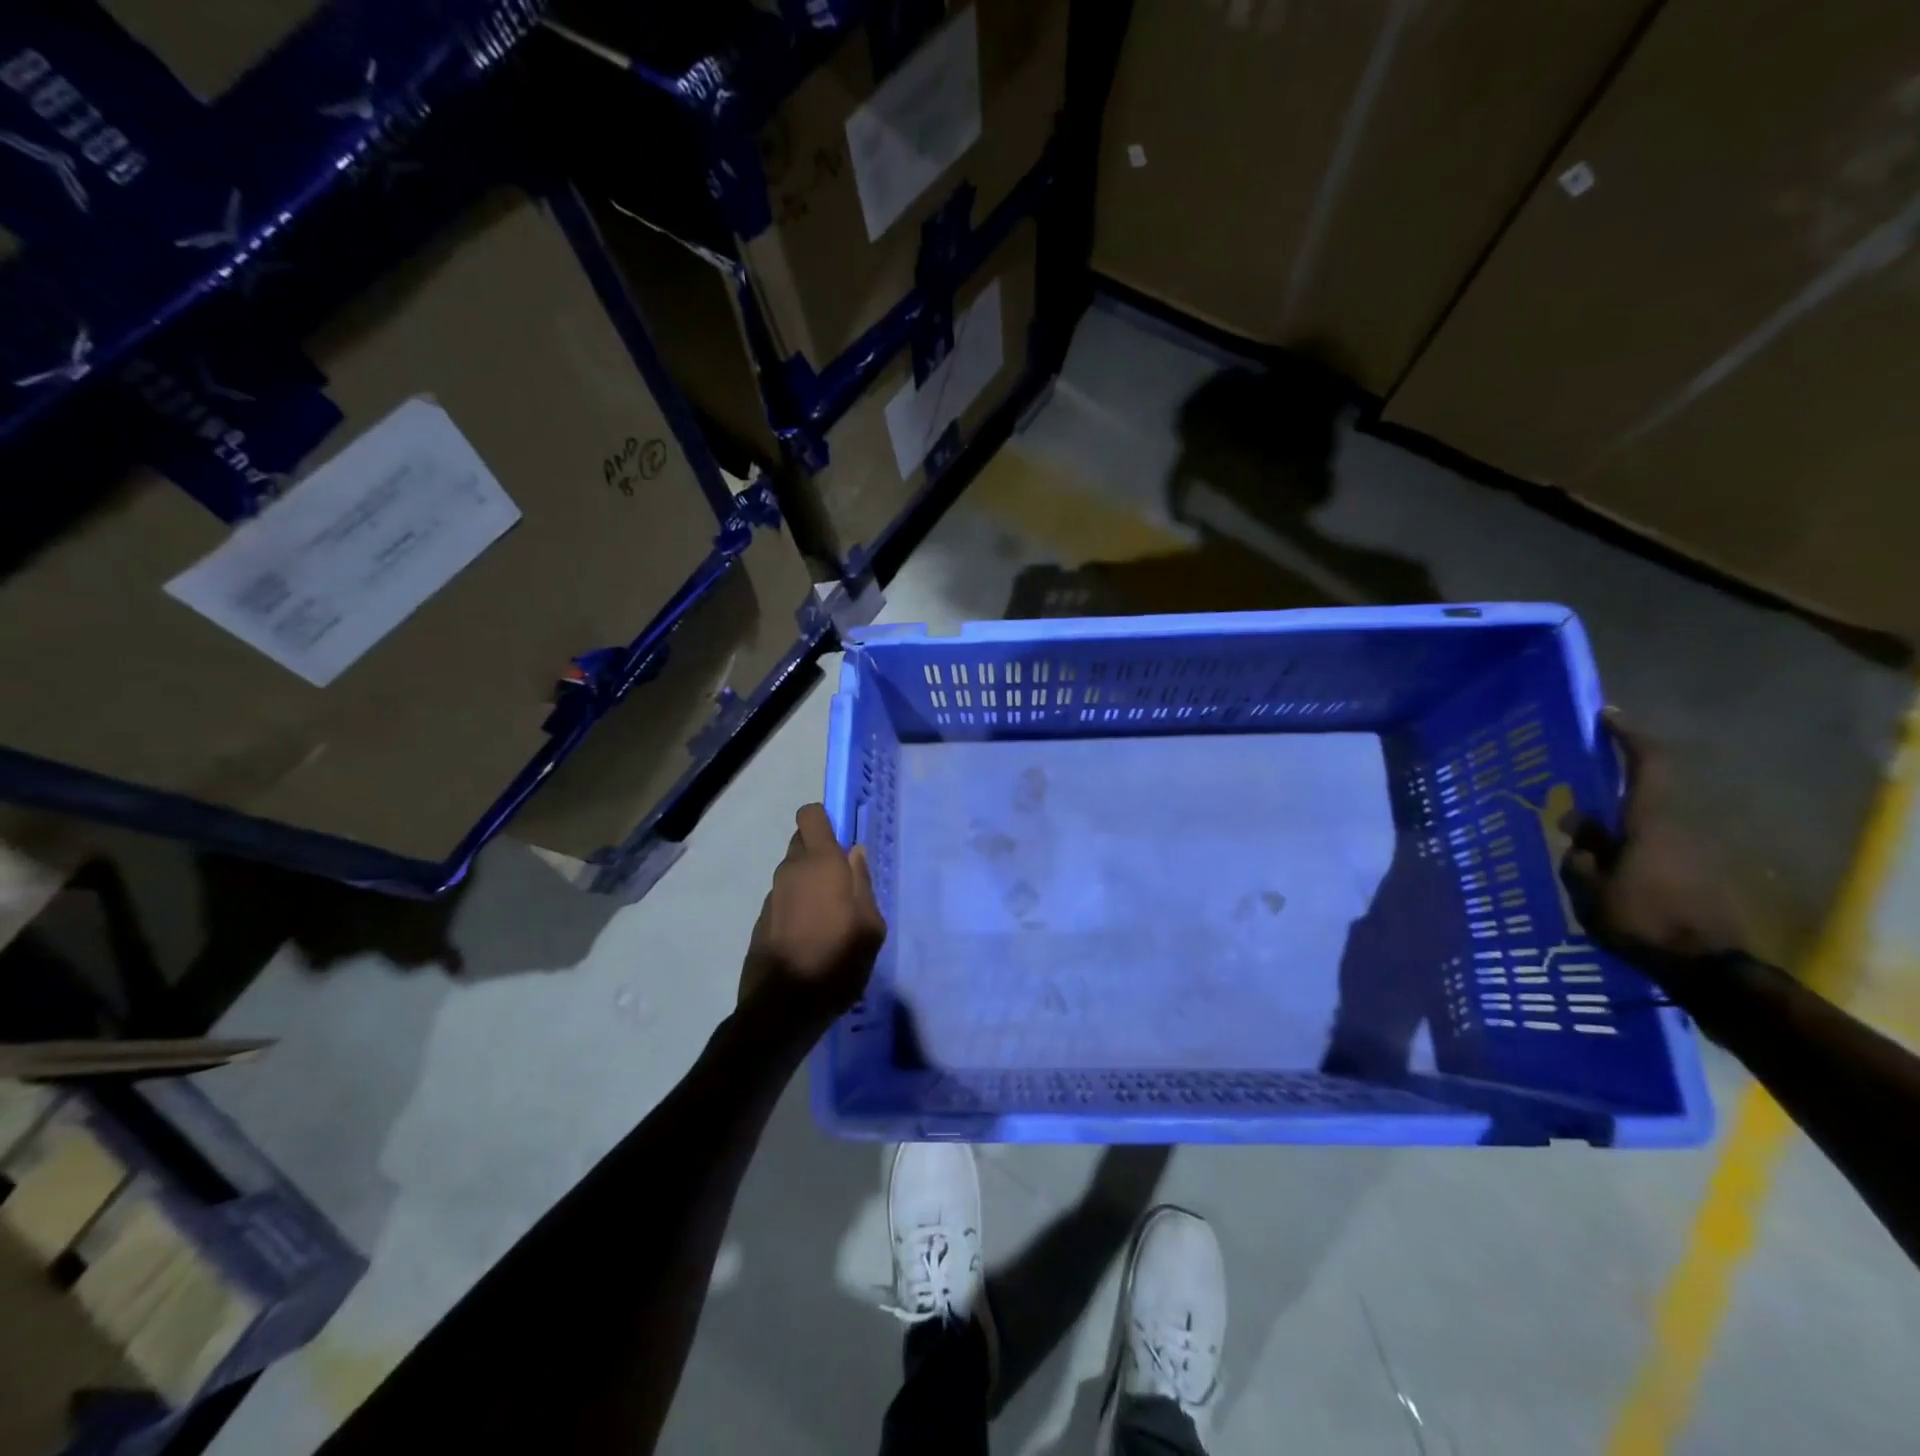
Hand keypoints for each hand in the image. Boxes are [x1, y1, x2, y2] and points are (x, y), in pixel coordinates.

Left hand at [739, 804, 885, 1019]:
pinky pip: (784, 898)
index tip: (843, 842)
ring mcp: (772, 895)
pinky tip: (810, 936)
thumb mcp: (870, 926)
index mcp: (821, 863)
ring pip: (792, 872)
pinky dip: (796, 906)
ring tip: (829, 916)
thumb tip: (855, 853)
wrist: (782, 1007)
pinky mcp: (761, 920)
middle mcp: (791, 870)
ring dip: (808, 882)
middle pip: (802, 842)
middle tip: (842, 882)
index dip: (826, 821)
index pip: (811, 815)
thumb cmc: (837, 960)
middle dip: (819, 852)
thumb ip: (863, 883)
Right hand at [1560, 711, 1743, 984]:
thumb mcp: (1590, 888)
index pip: (1648, 765)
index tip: (1607, 716)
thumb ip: (1581, 853)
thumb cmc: (1641, 919)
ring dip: (1615, 834)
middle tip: (1569, 819)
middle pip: (1640, 799)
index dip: (1629, 737)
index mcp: (1651, 823)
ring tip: (1583, 856)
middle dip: (1604, 802)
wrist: (1708, 968)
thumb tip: (1578, 829)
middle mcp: (1677, 828)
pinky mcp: (1698, 874)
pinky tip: (1606, 877)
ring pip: (1644, 827)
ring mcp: (1692, 852)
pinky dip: (1628, 853)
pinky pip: (1654, 849)